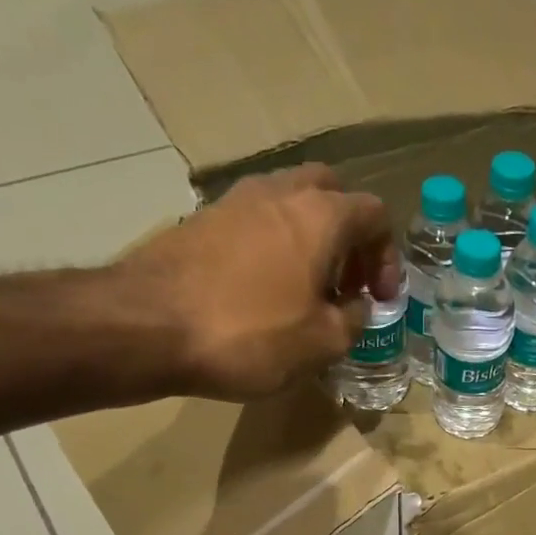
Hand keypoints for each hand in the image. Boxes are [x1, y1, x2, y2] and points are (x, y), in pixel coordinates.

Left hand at [113, 163, 400, 400]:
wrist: (147, 326)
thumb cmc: (251, 334)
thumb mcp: (324, 342)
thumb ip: (354, 320)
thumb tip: (356, 307)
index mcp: (320, 216)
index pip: (374, 214)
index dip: (387, 257)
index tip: (380, 298)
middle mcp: (280, 192)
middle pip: (331, 191)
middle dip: (350, 234)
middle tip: (348, 280)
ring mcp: (235, 200)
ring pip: (290, 201)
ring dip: (311, 237)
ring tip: (310, 287)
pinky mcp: (202, 219)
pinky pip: (256, 220)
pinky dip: (275, 245)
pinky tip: (269, 289)